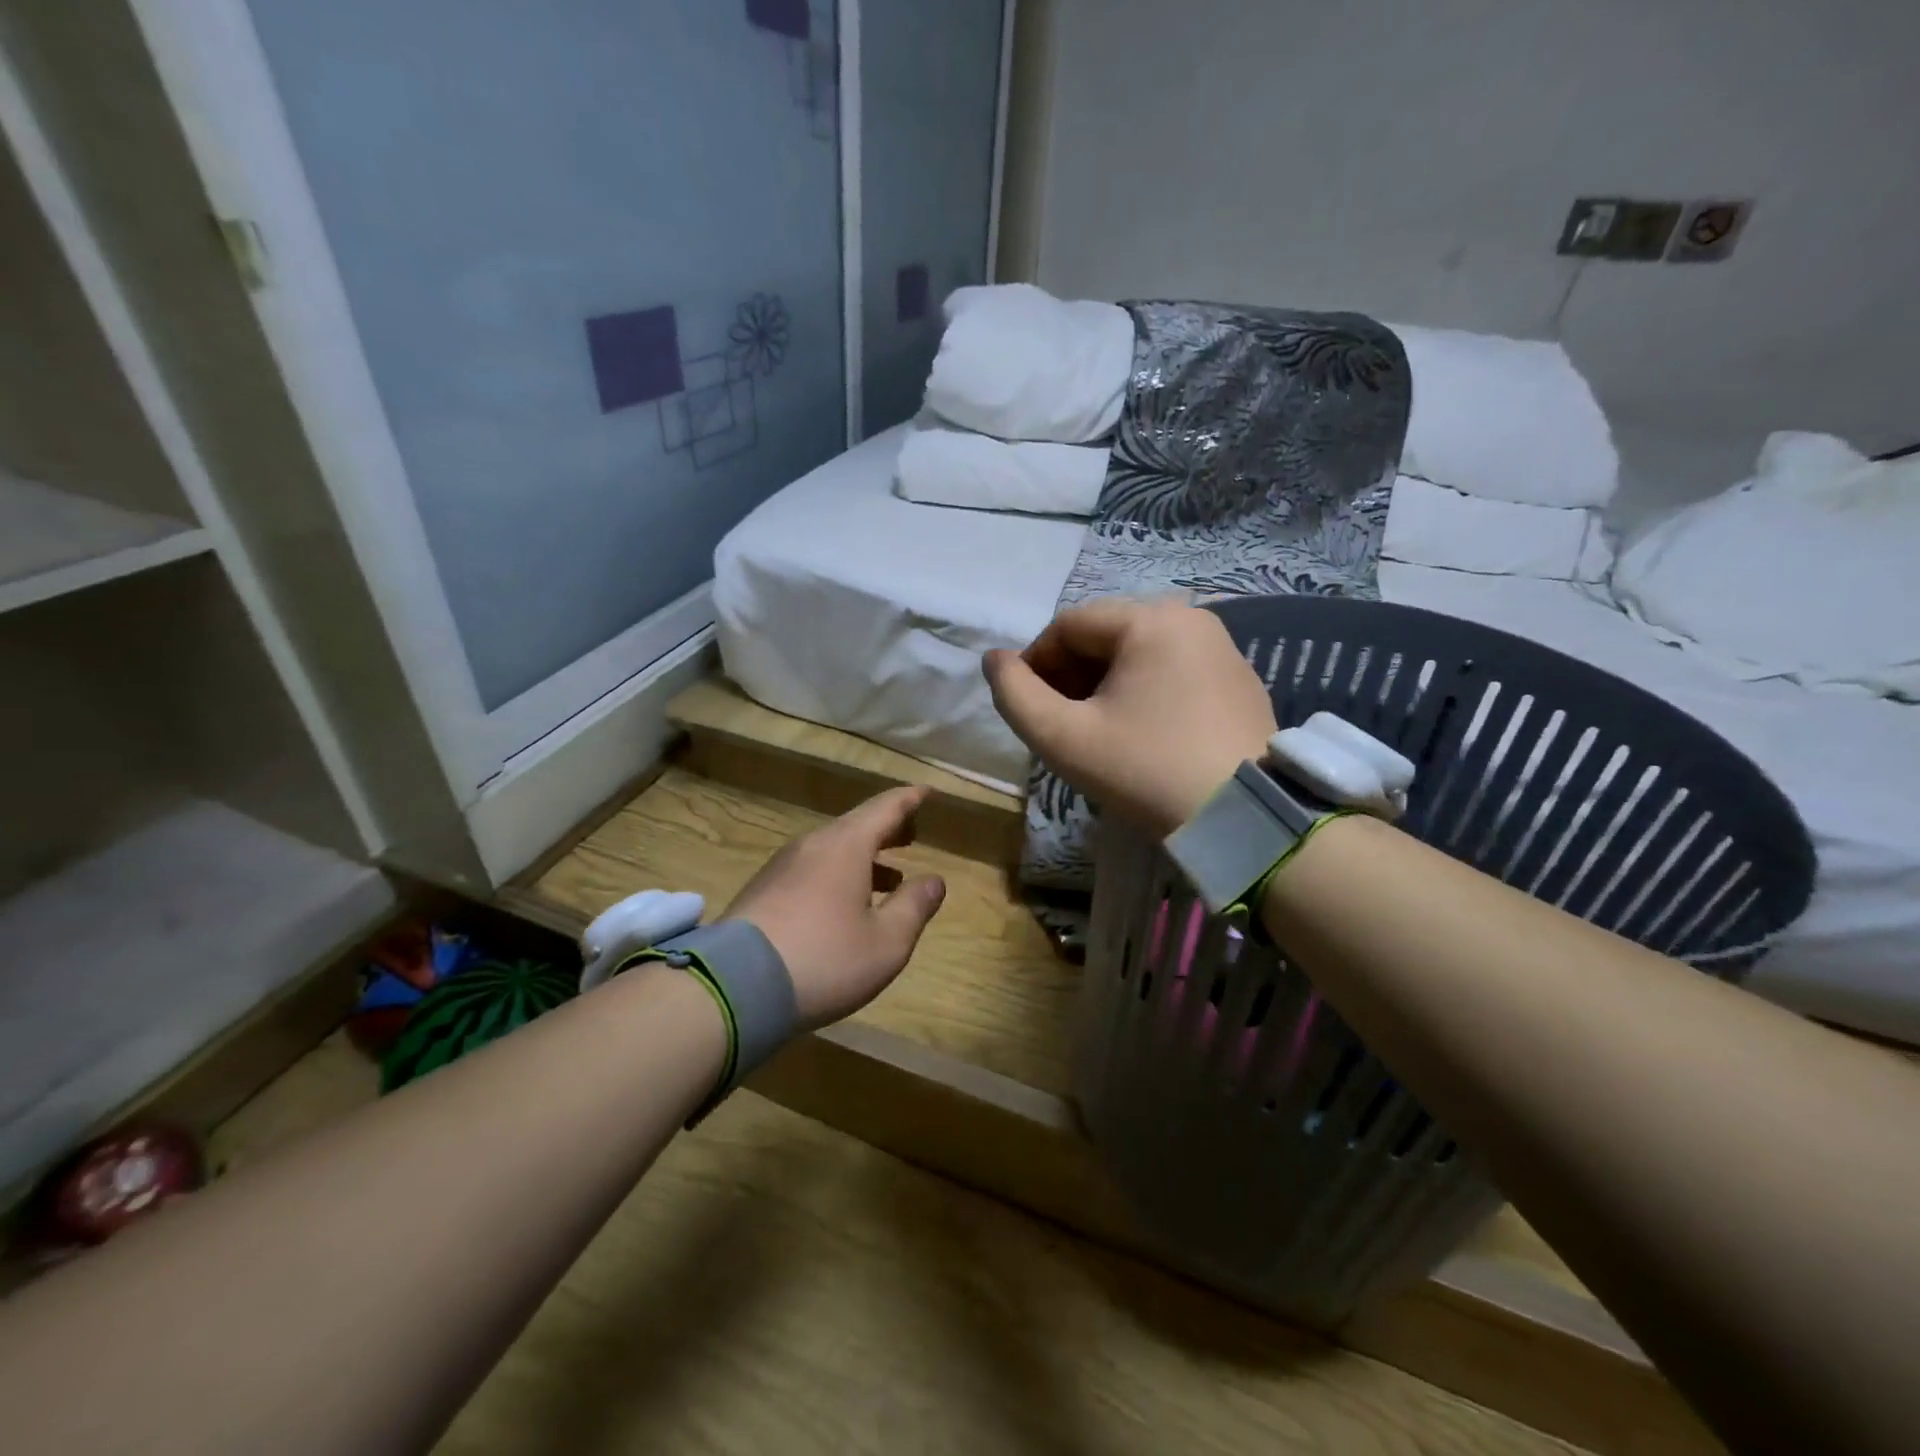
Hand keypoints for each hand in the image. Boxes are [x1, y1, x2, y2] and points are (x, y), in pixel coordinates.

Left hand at [721, 787, 947, 1029]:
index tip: (929, 792)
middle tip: (912, 835)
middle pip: (857, 825)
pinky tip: (845, 905)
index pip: (886, 808)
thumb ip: (914, 906)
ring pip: (833, 849)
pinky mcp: (762, 891)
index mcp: (846, 845)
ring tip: (890, 879)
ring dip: (865, 857)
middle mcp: (813, 845)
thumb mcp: (887, 942)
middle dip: (888, 829)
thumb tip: (934, 880)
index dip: (911, 799)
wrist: (733, 987)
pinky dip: (839, 875)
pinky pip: (812, 869)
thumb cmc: (824, 959)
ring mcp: (782, 866)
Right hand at [984, 598, 1277, 836]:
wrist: (1245, 819)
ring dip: (1103, 684)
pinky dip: (1143, 691)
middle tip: (1058, 724)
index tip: (1027, 708)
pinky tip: (1139, 733)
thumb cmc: (1146, 771)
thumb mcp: (1064, 738)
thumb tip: (994, 660)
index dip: (1035, 663)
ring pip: (1138, 653)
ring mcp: (1221, 647)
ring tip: (1095, 731)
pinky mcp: (1239, 678)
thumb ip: (1015, 695)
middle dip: (1070, 674)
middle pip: (1105, 635)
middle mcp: (1191, 618)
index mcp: (1149, 620)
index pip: (1068, 626)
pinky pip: (1172, 669)